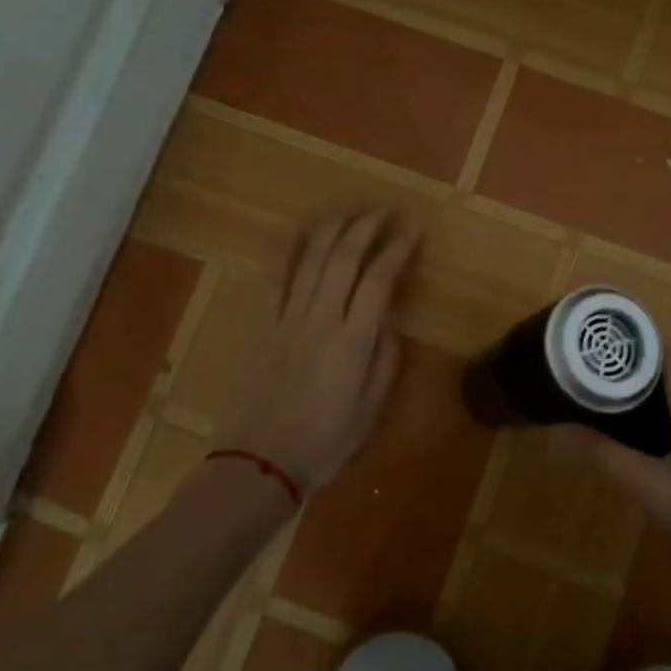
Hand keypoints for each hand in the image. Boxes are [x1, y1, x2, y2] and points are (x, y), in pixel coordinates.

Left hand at [214, 207, 419, 493]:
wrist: (258, 462)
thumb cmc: (325, 442)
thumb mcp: (371, 408)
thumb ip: (385, 358)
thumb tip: (389, 317)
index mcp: (353, 341)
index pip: (379, 279)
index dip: (397, 248)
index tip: (412, 228)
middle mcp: (321, 318)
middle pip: (345, 258)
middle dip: (367, 226)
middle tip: (384, 208)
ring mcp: (287, 318)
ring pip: (312, 259)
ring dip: (333, 227)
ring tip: (350, 208)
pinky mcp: (262, 324)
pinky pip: (273, 278)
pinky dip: (285, 249)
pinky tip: (296, 228)